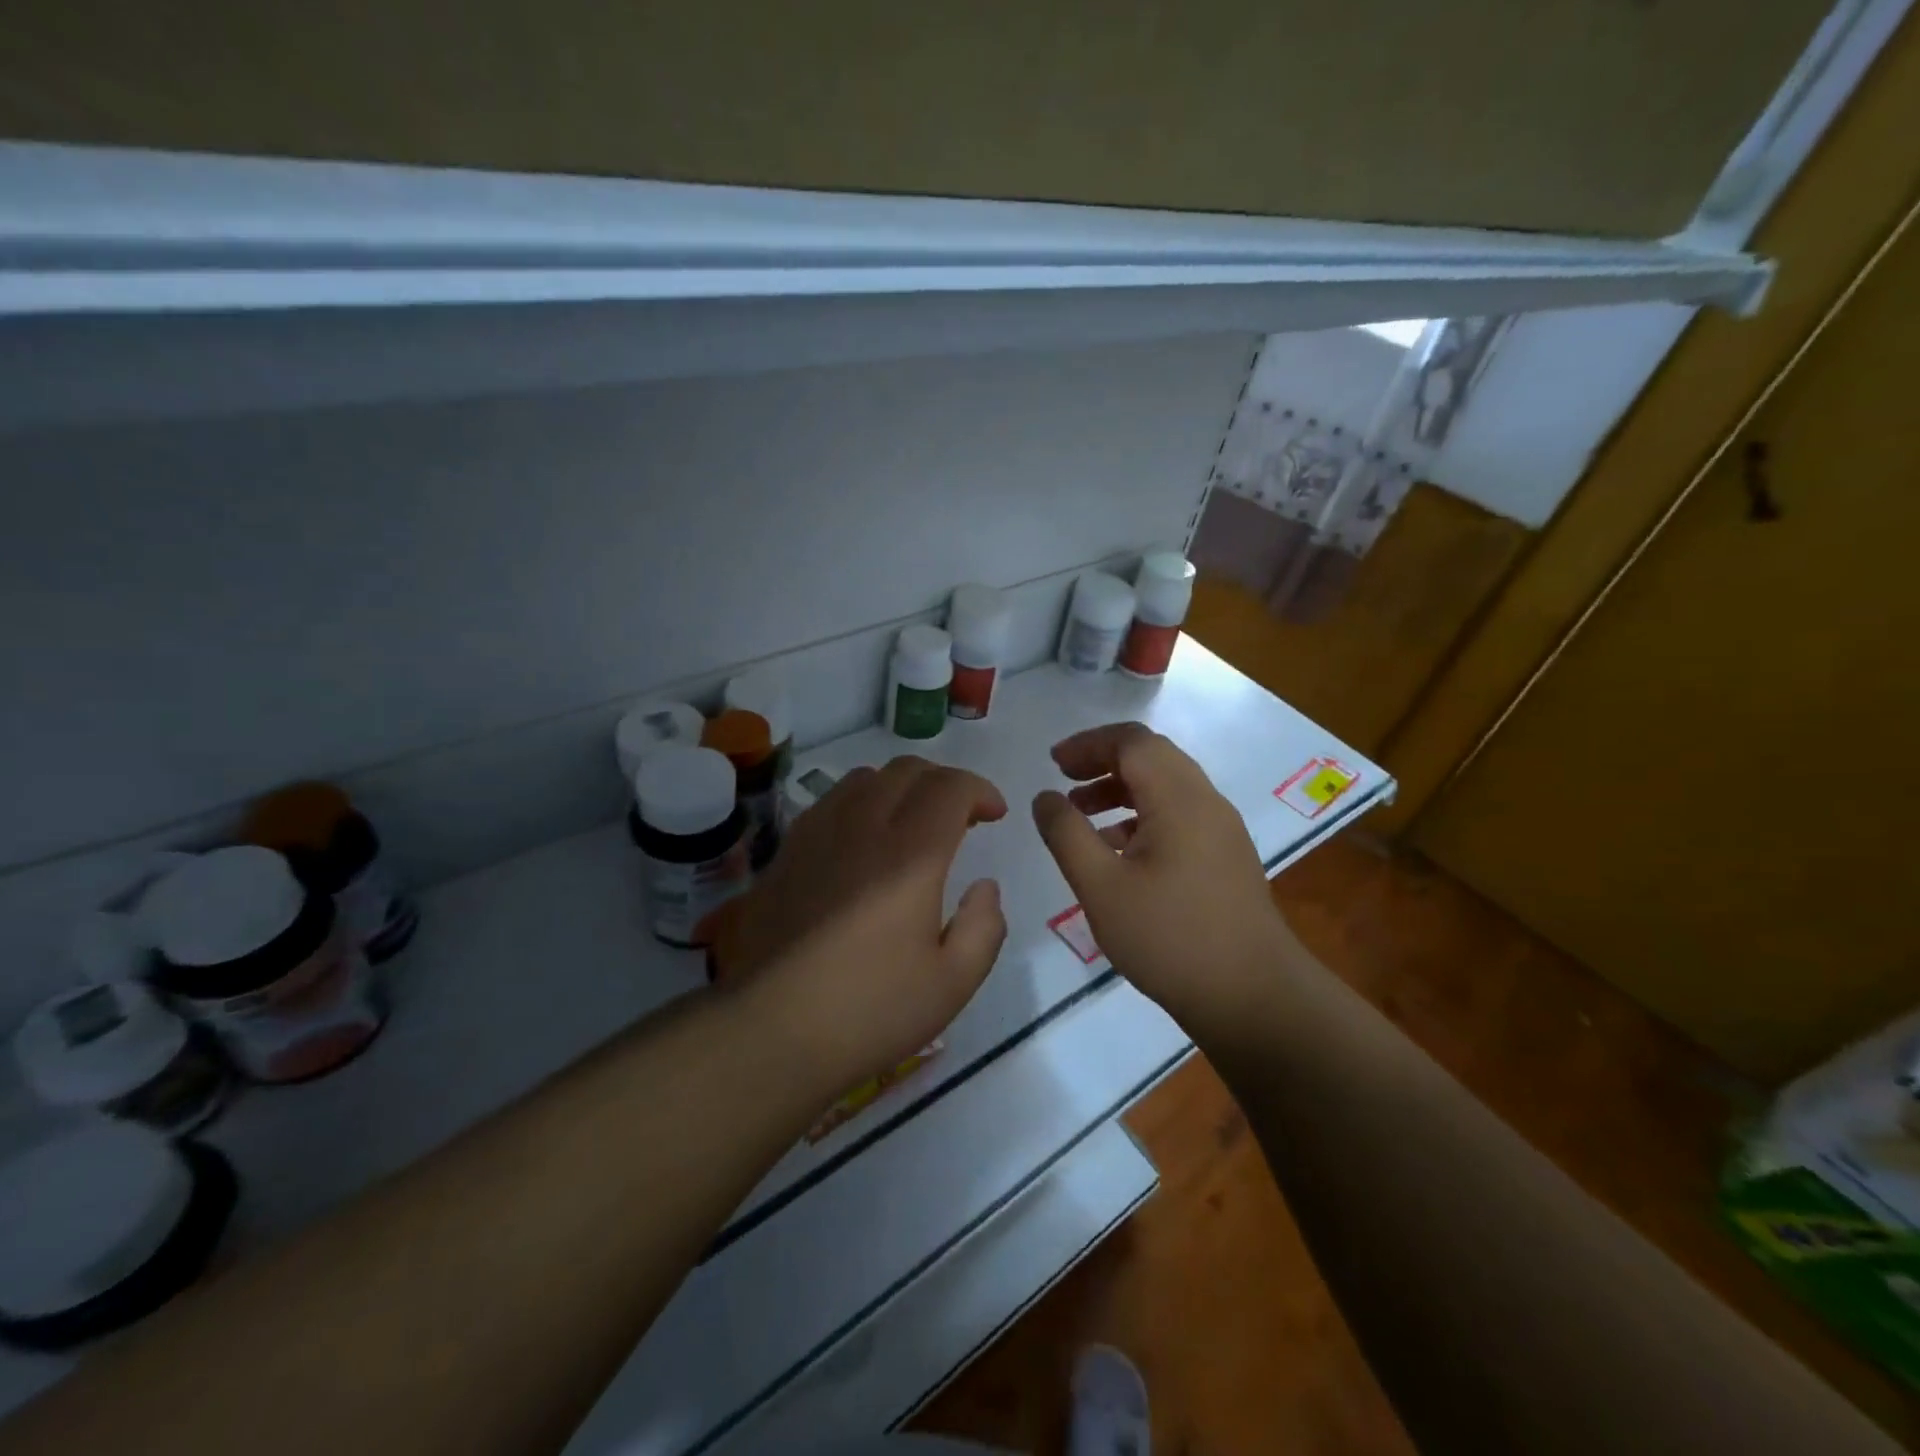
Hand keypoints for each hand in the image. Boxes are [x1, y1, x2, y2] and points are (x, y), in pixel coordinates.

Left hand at [715, 756, 1008, 1088]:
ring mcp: (817, 836)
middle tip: (960, 818)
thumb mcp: (953, 983)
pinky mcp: (786, 853)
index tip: (994, 815)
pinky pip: (830, 803)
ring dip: (899, 787)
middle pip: (907, 770)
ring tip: (911, 824)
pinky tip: (861, 841)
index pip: (949, 787)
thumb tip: (984, 886)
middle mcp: (862, 828)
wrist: (769, 1031)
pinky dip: (860, 803)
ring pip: (864, 779)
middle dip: (944, 782)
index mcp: (911, 855)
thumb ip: (984, 926)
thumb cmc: (870, 1011)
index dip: (980, 790)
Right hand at [1031, 722, 1299, 1030]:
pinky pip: (1180, 816)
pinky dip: (1143, 817)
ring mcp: (1222, 830)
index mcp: (1179, 798)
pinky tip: (1118, 852)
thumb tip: (1045, 797)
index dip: (1088, 744)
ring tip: (1082, 816)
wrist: (1253, 997)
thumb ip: (1066, 834)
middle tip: (1064, 781)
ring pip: (1167, 787)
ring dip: (1122, 790)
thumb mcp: (1101, 886)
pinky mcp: (1226, 857)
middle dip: (1103, 762)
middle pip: (1152, 757)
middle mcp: (1206, 801)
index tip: (1052, 763)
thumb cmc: (1170, 937)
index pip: (1132, 741)